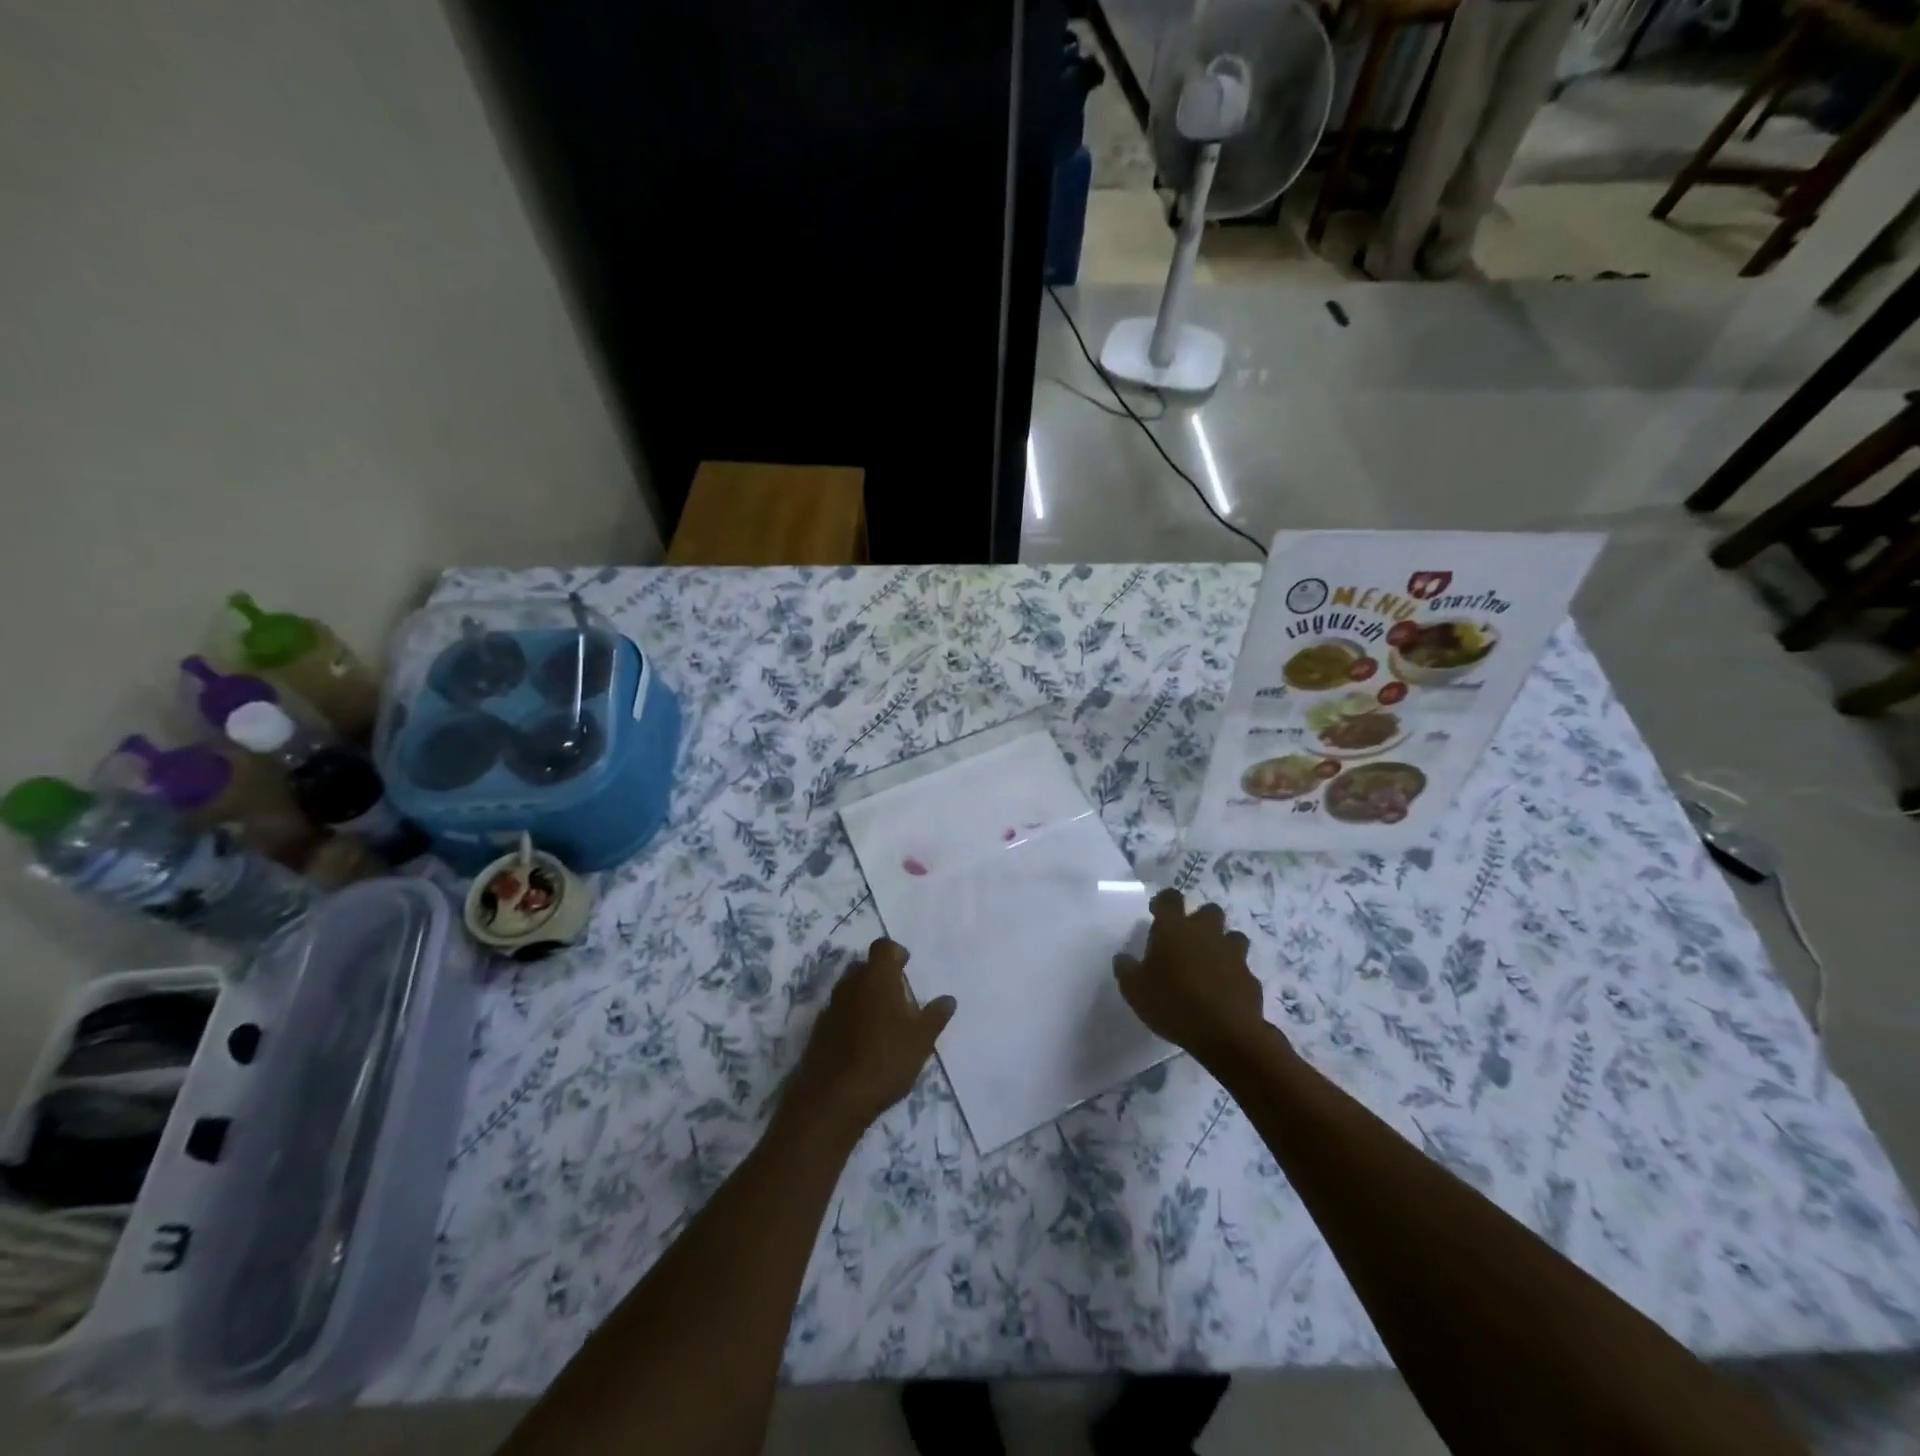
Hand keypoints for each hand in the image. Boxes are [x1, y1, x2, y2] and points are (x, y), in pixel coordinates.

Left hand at [786, 938, 954, 1141]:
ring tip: (884, 1023)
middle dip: (881, 976)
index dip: (896, 953)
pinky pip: (840, 1012)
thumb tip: (948, 999)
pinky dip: (852, 1018)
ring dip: (866, 997)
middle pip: (865, 967)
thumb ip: (935, 1016)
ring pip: (851, 990)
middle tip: (899, 998)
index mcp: (876, 978)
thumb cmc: (885, 1060)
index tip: (907, 966)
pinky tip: (864, 1042)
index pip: (883, 947)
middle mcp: (850, 984)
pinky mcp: (819, 1030)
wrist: (833, 1099)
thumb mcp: (921, 1040)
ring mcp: (831, 1007)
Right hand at [1114, 889, 1267, 1063]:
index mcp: (1174, 929)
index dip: (1163, 902)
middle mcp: (1206, 933)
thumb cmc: (1172, 1003)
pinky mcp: (1250, 979)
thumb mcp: (1134, 990)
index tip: (1157, 913)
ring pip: (1233, 937)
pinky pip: (1242, 970)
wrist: (1225, 1034)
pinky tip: (1223, 993)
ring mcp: (1233, 955)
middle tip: (1187, 940)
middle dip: (1200, 920)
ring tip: (1209, 965)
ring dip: (1222, 945)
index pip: (1170, 898)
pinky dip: (1233, 976)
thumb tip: (1123, 958)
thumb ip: (1126, 969)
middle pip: (1209, 911)